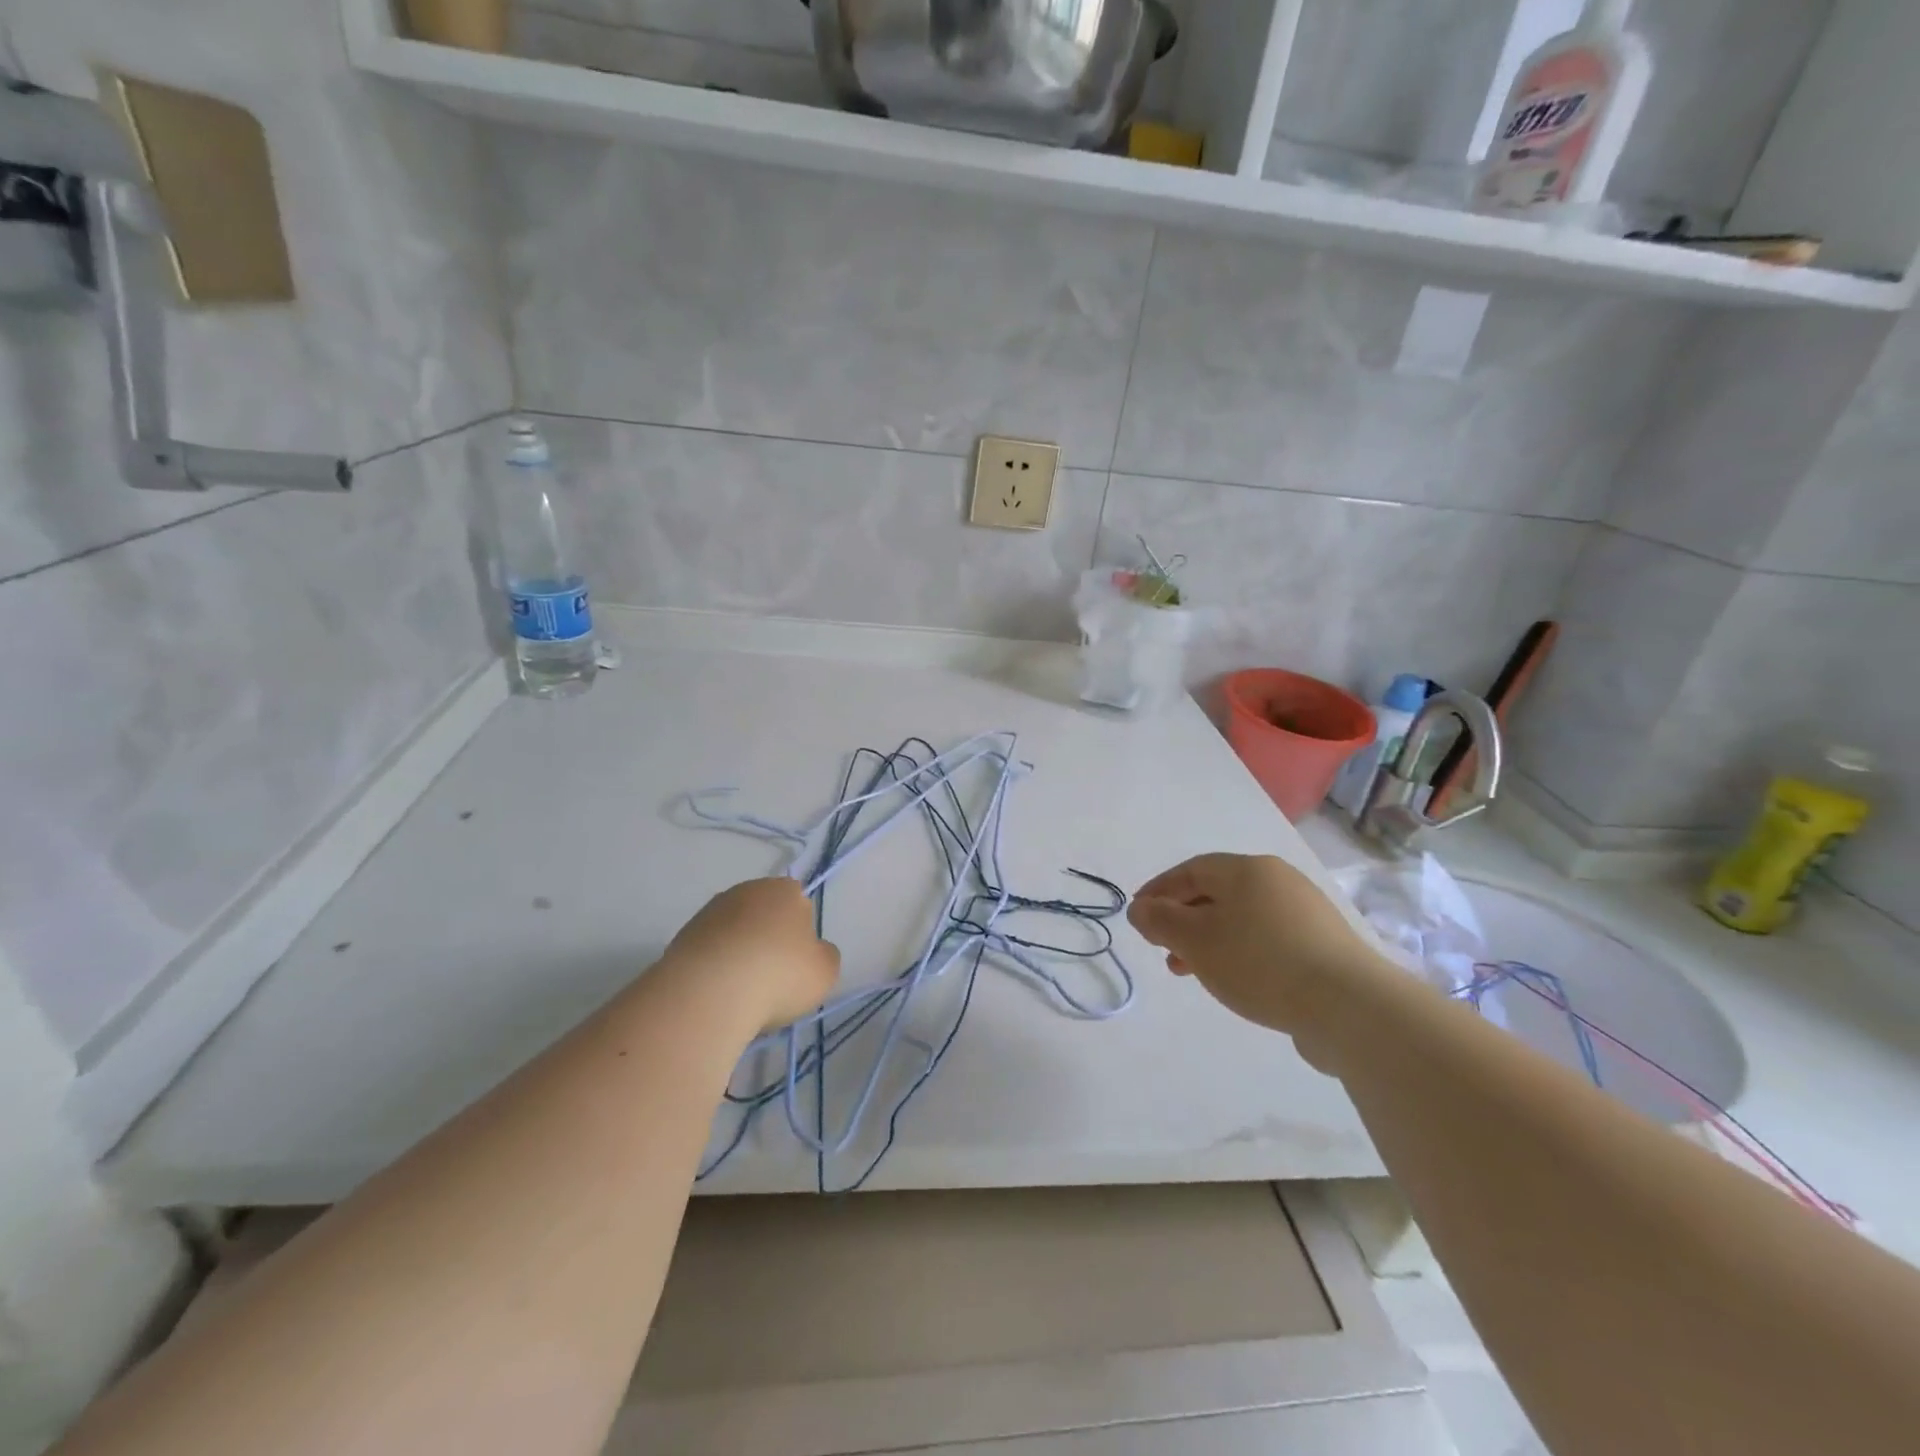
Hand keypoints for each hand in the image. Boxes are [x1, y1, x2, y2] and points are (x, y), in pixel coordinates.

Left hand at [659, 877, 839, 1032]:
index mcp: (785, 890)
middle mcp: (747, 890)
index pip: (800, 905)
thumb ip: (824, 955)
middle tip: (772, 979)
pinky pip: (710, 951)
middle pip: (765, 916)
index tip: (797, 965)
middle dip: (768, 941)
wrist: (709, 993)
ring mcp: (710, 911)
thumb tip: (812, 952)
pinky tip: (718, 994)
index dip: (801, 936)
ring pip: (735, 933)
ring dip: (739, 954)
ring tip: (742, 992)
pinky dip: (715, 967)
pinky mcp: (683, 935)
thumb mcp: (825, 971)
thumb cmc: (779, 975)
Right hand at [1128, 853, 1396, 1038]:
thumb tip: (1139, 908)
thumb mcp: (1195, 940)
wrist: (1350, 1007)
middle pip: (1217, 893)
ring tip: (1192, 973)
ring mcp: (1306, 912)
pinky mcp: (1324, 945)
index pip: (1191, 870)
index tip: (1138, 917)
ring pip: (1242, 918)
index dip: (1159, 891)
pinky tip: (1237, 980)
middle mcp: (1278, 880)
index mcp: (1247, 870)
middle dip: (1183, 920)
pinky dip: (1241, 952)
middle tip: (1163, 949)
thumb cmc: (1260, 962)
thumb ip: (1160, 920)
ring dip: (1209, 940)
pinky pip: (1268, 939)